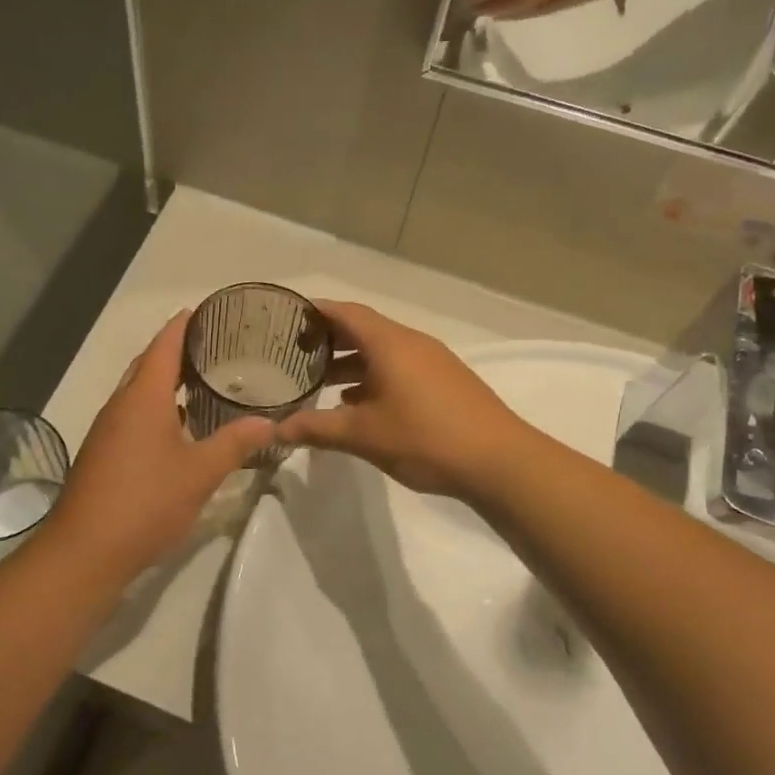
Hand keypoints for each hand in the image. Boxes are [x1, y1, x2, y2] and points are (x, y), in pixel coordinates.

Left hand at [47, 312, 275, 577]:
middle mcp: (120, 405)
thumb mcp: (200, 473)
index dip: (184, 325)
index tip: (206, 310)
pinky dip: (157, 409)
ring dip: (166, 382)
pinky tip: (179, 427)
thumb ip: (235, 444)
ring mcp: (107, 430)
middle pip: (148, 365)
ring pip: (138, 393)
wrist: (86, 550)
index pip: (164, 346)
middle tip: (214, 345)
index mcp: (143, 398)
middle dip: (176, 350)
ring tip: (203, 381)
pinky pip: (132, 416)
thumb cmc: (146, 503)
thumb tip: (269, 422)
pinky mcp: (103, 454)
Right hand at [276, 301, 530, 499]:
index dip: (315, 312)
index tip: (286, 318)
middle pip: (363, 330)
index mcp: (390, 344)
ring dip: (351, 363)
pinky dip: (374, 378)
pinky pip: (400, 369)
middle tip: (294, 354)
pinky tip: (358, 405)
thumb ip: (316, 428)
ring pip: (382, 352)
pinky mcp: (445, 382)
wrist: (499, 462)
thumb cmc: (425, 439)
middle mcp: (412, 343)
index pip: (346, 313)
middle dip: (329, 340)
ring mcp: (433, 362)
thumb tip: (276, 429)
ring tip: (320, 383)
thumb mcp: (362, 435)